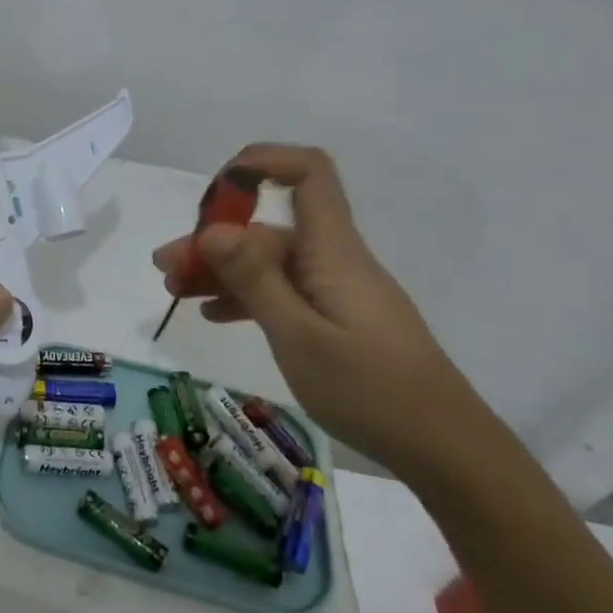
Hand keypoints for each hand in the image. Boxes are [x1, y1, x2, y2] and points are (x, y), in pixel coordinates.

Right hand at [153, 145, 483, 477]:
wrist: (447, 451)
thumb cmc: (372, 391)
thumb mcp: (299, 337)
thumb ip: (254, 279)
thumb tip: (212, 227)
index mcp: (331, 250)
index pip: (308, 174)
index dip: (262, 162)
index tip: (216, 190)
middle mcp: (332, 259)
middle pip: (268, 227)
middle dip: (213, 238)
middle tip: (165, 266)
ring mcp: (335, 290)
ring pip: (269, 263)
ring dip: (221, 270)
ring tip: (174, 291)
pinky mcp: (337, 318)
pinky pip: (283, 292)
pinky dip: (246, 297)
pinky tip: (214, 314)